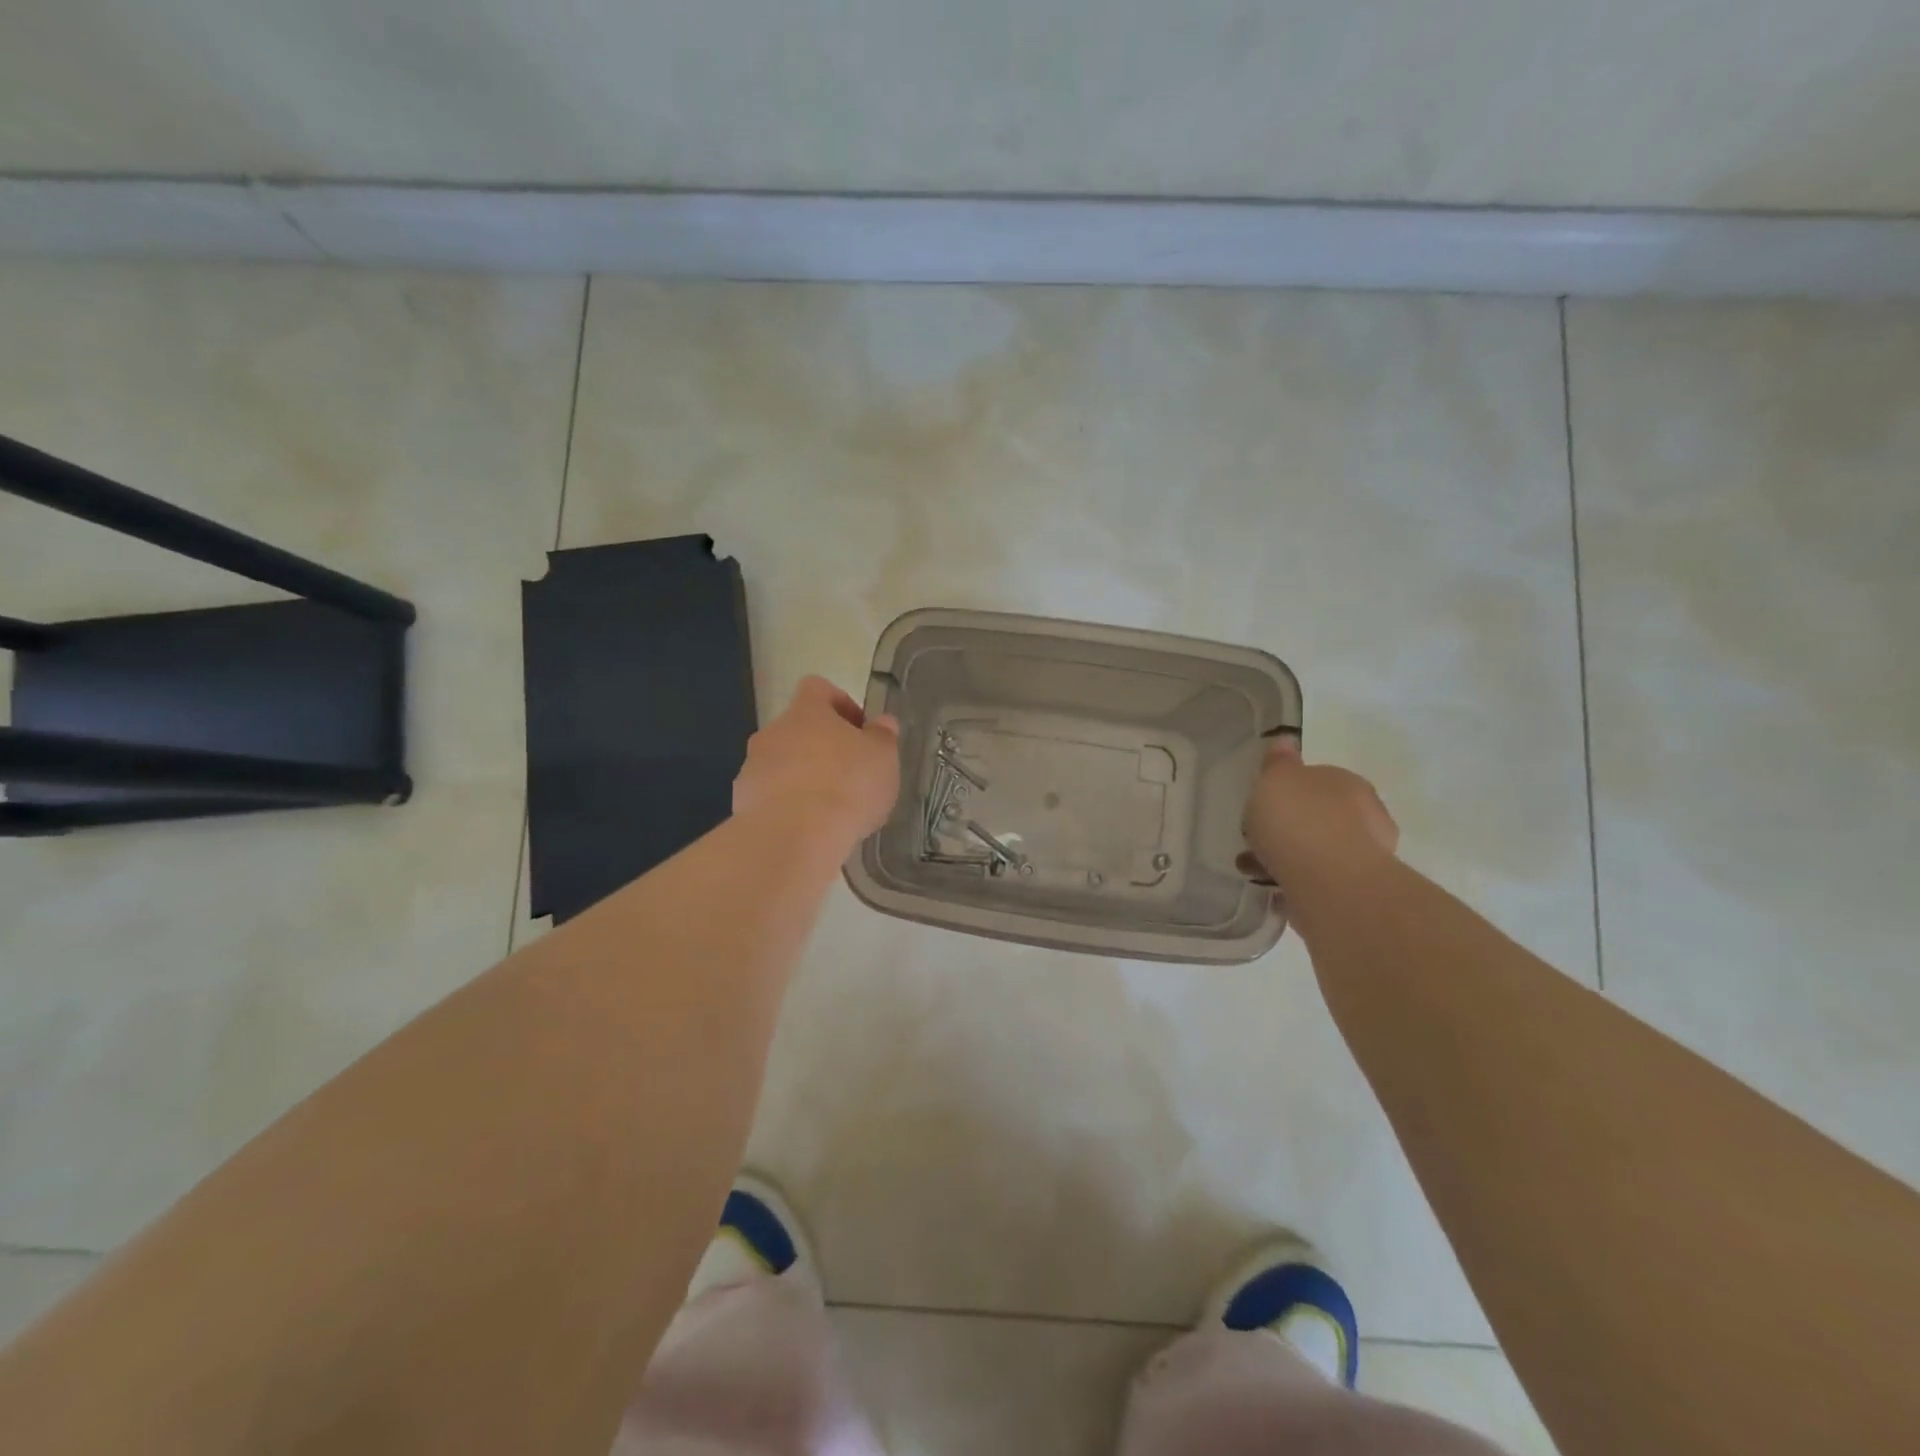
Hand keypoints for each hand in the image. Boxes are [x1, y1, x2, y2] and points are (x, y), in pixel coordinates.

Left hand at [733, 676, 900, 848]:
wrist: (794, 837)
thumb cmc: (846, 785)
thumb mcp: (882, 758)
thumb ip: (882, 737)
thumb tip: (882, 723)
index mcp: (806, 711)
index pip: (817, 688)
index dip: (840, 704)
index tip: (860, 730)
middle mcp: (773, 732)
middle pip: (798, 729)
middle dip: (822, 747)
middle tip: (849, 774)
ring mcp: (752, 767)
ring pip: (781, 763)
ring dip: (802, 778)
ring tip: (829, 809)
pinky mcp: (742, 802)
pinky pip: (768, 796)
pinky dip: (786, 807)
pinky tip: (807, 829)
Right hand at [1241, 737, 1398, 895]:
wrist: (1330, 881)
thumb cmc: (1298, 820)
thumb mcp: (1276, 779)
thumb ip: (1278, 762)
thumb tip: (1285, 742)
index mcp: (1347, 783)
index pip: (1317, 780)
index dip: (1288, 792)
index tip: (1264, 805)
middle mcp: (1365, 815)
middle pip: (1319, 816)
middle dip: (1290, 827)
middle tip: (1258, 839)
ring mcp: (1366, 856)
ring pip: (1318, 850)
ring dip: (1289, 856)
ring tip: (1255, 869)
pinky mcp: (1356, 891)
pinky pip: (1318, 881)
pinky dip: (1297, 882)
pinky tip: (1273, 890)